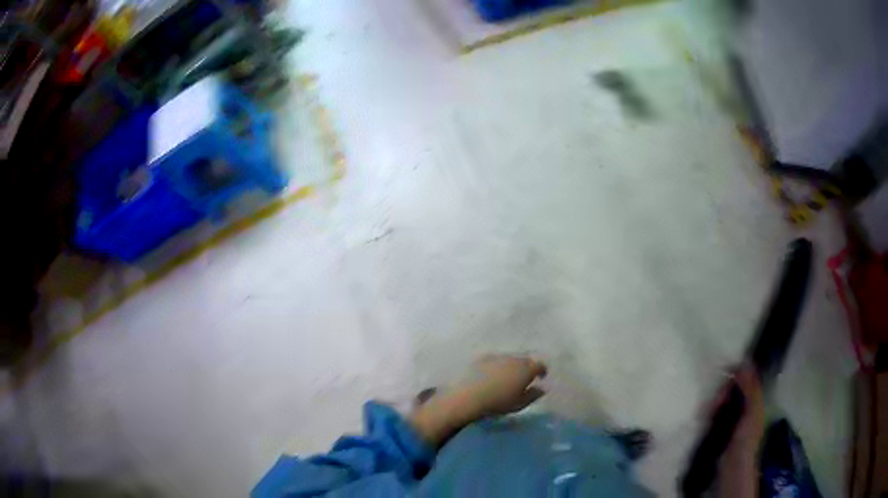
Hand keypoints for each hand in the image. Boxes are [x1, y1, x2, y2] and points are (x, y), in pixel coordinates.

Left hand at [409, 355, 546, 446]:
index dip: (542, 371)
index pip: (539, 365)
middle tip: (524, 379)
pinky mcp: (482, 359)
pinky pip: (495, 361)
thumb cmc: (498, 403)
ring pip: (509, 359)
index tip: (541, 378)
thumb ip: (533, 395)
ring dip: (511, 367)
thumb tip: (541, 388)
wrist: (467, 397)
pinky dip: (497, 367)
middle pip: (525, 360)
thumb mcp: (519, 404)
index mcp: (526, 369)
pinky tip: (492, 377)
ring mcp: (497, 357)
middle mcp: (513, 358)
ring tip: (507, 379)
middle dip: (527, 368)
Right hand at [709, 363, 764, 497]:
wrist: (732, 470)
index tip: (724, 379)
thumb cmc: (746, 440)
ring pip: (722, 404)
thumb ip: (751, 389)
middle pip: (732, 392)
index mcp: (755, 402)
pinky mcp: (719, 433)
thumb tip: (744, 363)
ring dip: (713, 405)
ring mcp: (731, 422)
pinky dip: (708, 415)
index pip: (746, 381)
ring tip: (705, 414)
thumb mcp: (753, 411)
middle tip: (714, 403)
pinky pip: (713, 417)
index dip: (736, 376)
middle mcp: (745, 409)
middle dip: (722, 394)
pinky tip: (702, 419)